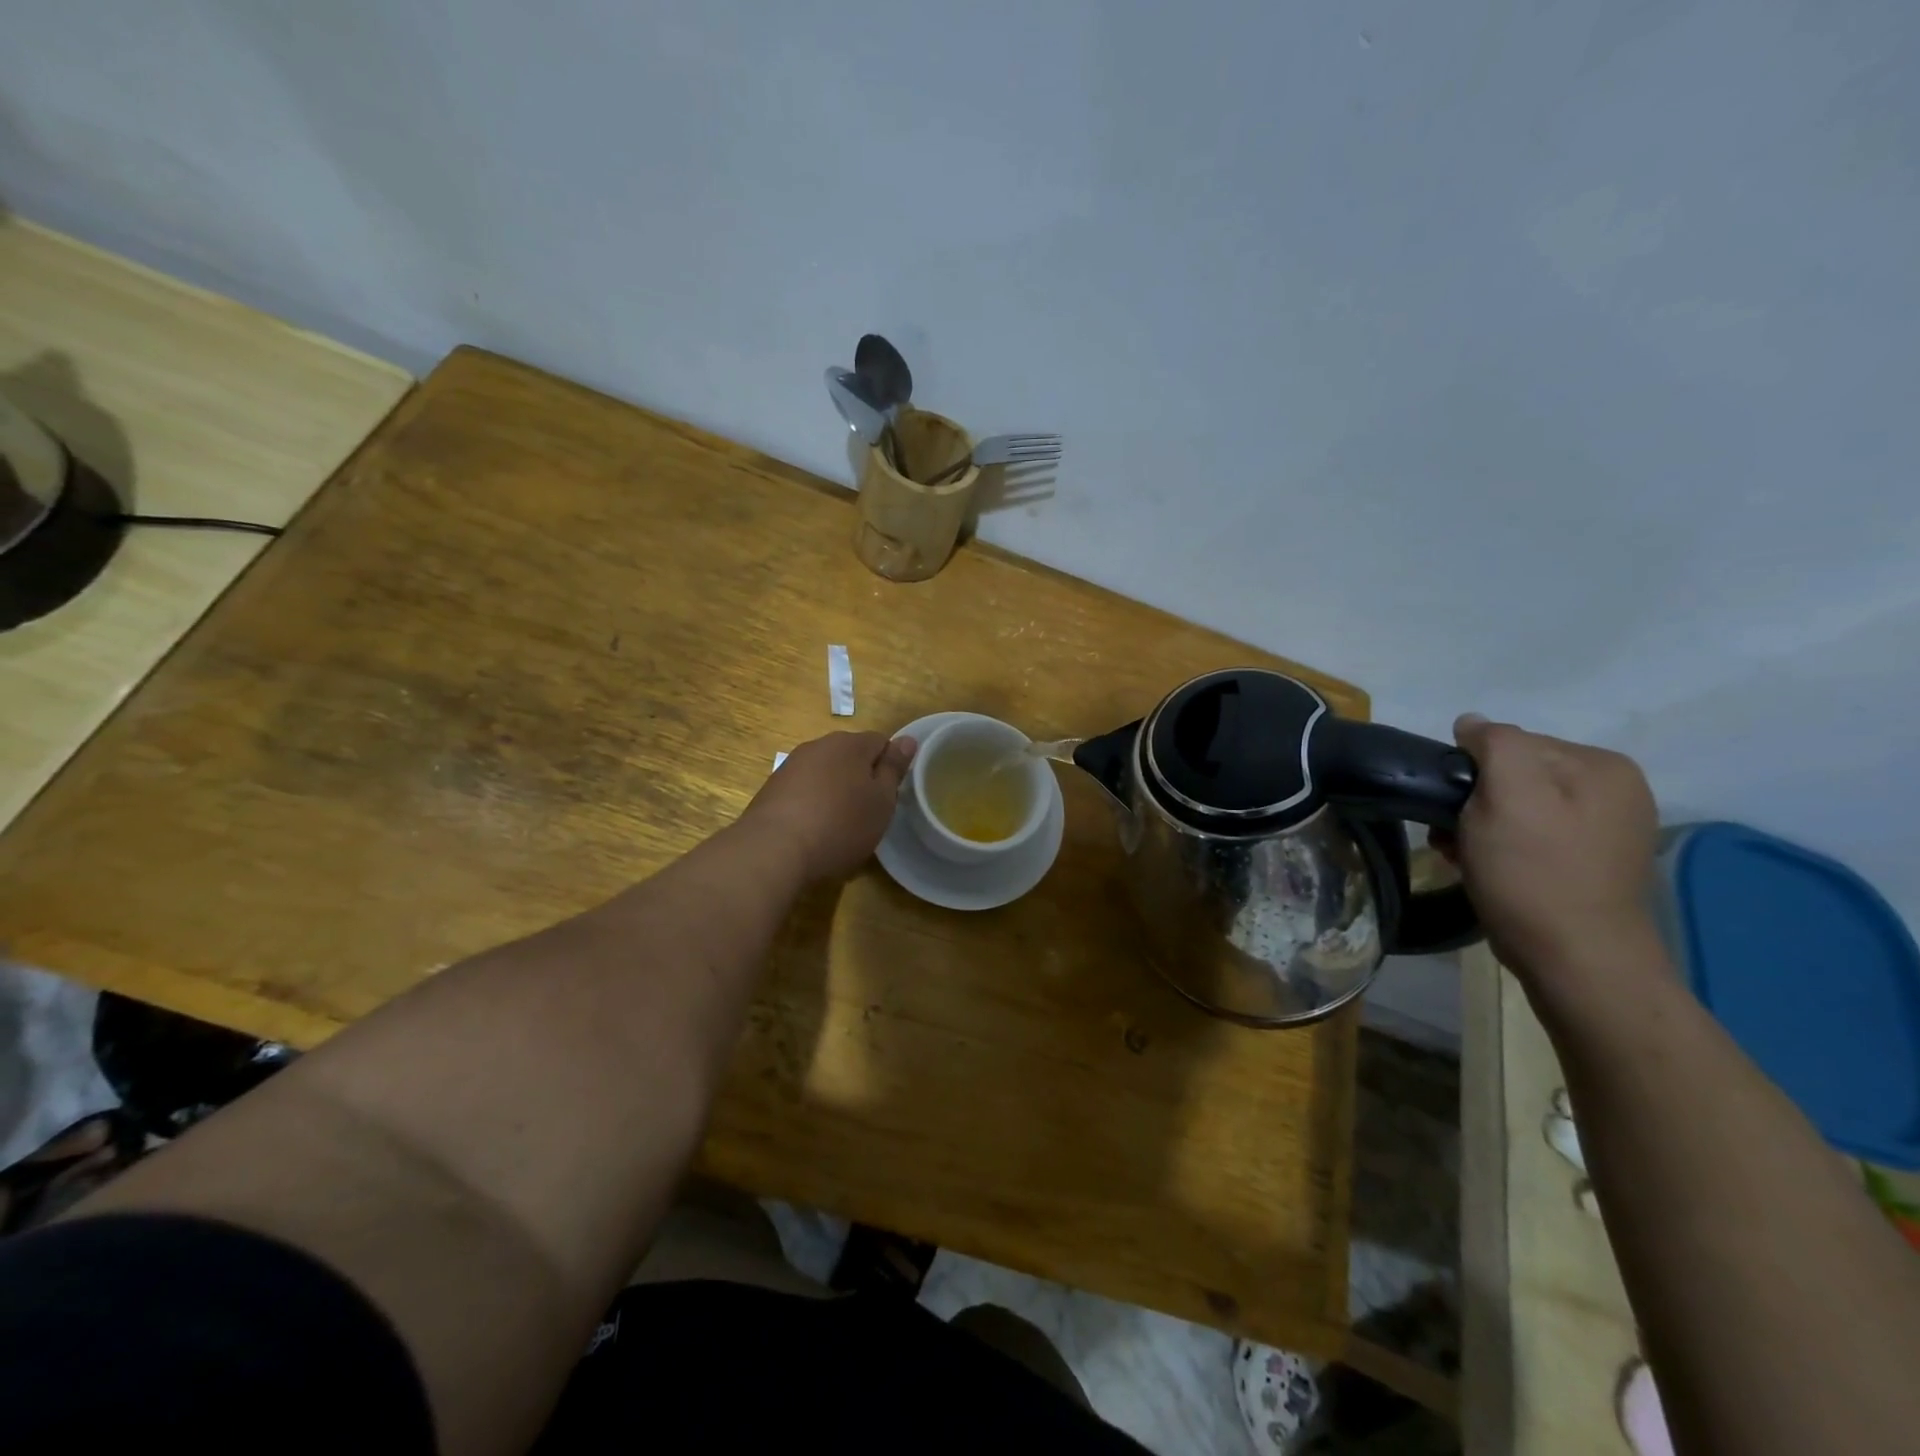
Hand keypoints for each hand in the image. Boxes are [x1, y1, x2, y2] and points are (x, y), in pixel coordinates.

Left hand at [742, 731, 916, 882]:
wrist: (773, 850)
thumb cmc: (840, 824)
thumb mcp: (881, 801)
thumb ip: (894, 768)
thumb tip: (907, 740)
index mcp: (849, 743)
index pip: (880, 742)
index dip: (889, 766)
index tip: (890, 795)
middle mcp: (818, 746)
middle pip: (850, 756)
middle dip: (861, 778)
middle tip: (868, 813)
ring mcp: (790, 766)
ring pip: (825, 773)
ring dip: (835, 792)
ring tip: (838, 826)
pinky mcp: (771, 789)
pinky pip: (802, 791)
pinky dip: (811, 805)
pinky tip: (812, 832)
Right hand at [1451, 715, 1660, 981]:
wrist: (1578, 963)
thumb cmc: (1535, 874)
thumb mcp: (1507, 796)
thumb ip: (1494, 745)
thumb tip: (1471, 722)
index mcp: (1601, 765)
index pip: (1511, 743)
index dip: (1471, 773)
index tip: (1453, 809)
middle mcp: (1614, 790)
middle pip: (1515, 775)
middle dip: (1476, 802)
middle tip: (1454, 838)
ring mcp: (1607, 829)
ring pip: (1518, 808)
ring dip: (1481, 827)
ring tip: (1466, 857)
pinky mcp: (1591, 864)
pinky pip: (1531, 836)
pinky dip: (1501, 848)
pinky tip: (1487, 869)